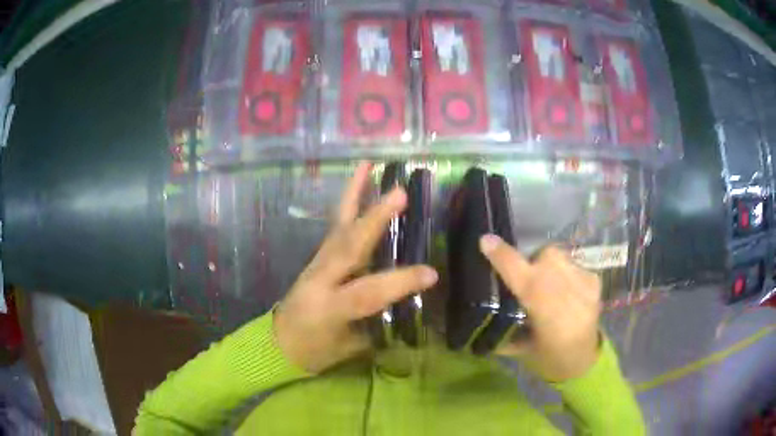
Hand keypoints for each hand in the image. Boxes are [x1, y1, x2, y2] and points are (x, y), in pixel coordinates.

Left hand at [274, 162, 438, 373]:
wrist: (279, 343)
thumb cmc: (315, 352)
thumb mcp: (348, 349)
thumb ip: (376, 326)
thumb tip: (407, 305)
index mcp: (329, 308)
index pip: (367, 292)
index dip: (399, 282)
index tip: (431, 273)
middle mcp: (320, 279)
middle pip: (348, 246)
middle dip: (374, 219)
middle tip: (399, 193)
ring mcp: (316, 264)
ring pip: (338, 226)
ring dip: (353, 195)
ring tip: (367, 165)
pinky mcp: (317, 257)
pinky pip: (335, 227)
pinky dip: (347, 203)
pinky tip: (357, 184)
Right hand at [480, 235, 601, 381]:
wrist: (585, 361)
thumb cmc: (548, 360)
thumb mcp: (521, 349)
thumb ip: (504, 324)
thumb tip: (481, 305)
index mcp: (548, 317)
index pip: (524, 279)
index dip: (504, 258)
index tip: (486, 241)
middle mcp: (570, 296)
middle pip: (547, 257)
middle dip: (531, 260)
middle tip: (527, 277)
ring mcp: (586, 286)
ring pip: (560, 256)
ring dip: (548, 263)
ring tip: (547, 282)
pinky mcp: (595, 281)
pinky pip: (572, 262)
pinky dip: (563, 270)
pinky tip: (564, 288)